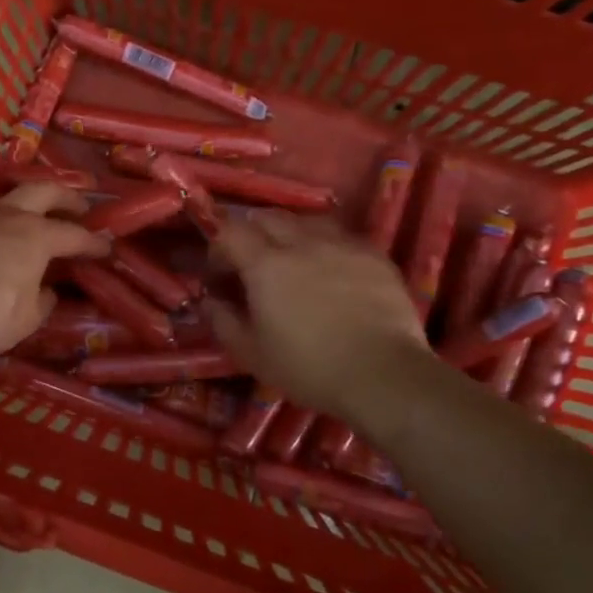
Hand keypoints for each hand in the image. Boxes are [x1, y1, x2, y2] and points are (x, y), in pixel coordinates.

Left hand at [0, 183, 108, 358]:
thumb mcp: (24, 321)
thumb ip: (41, 302)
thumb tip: (46, 291)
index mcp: (36, 237)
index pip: (74, 235)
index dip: (93, 242)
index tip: (106, 247)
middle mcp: (7, 215)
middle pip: (44, 190)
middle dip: (66, 197)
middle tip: (78, 207)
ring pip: (3, 195)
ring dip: (23, 201)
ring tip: (27, 215)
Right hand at [206, 210, 427, 419]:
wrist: (382, 375)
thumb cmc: (308, 367)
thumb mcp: (251, 353)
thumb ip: (223, 321)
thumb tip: (210, 300)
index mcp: (266, 264)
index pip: (229, 231)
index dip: (218, 247)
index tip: (220, 274)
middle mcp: (302, 242)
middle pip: (268, 217)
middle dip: (252, 234)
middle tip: (252, 265)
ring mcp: (343, 245)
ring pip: (307, 220)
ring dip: (291, 234)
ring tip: (293, 262)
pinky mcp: (374, 256)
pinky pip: (342, 237)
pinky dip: (326, 246)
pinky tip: (331, 272)